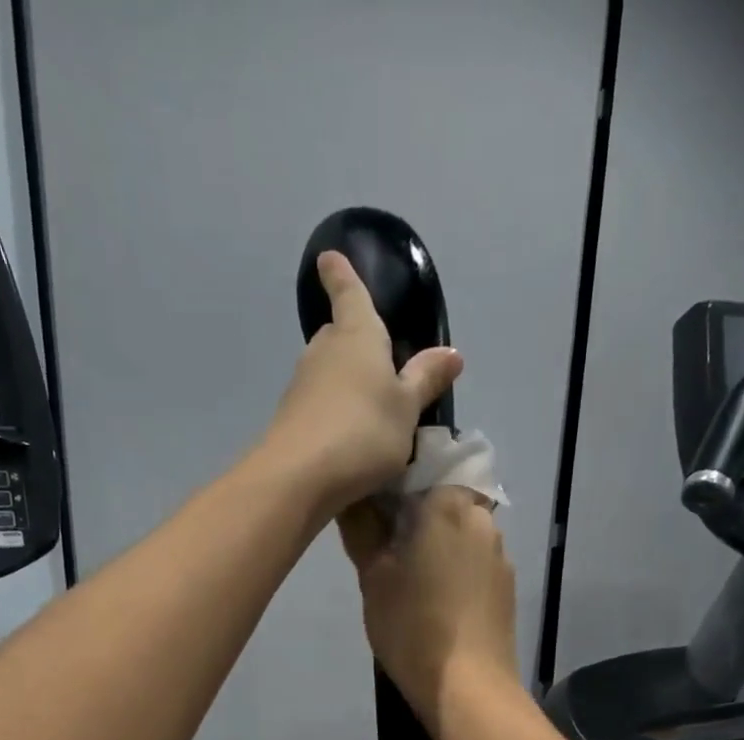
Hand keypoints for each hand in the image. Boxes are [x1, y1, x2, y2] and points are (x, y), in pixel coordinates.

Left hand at [260, 251, 463, 512]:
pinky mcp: (291, 420)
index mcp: (356, 336)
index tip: (327, 257)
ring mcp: (302, 386)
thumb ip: (426, 380)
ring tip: (369, 407)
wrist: (299, 477)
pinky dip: (334, 412)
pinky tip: (348, 437)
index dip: (341, 275)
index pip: (349, 293)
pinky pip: (319, 405)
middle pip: (338, 335)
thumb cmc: (363, 432)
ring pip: (327, 372)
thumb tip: (452, 353)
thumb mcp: (407, 409)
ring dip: (345, 382)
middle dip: (352, 340)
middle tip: (377, 358)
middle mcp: (324, 352)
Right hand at [340, 485, 519, 730]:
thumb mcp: (373, 577)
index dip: (394, 483)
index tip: (373, 509)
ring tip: (409, 578)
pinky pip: (475, 562)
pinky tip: (436, 601)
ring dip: (436, 544)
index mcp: (449, 504)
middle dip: (416, 515)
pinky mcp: (507, 587)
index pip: (422, 467)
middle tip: (385, 548)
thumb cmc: (413, 627)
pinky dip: (455, 569)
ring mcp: (500, 555)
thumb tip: (352, 495)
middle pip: (444, 499)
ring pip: (461, 532)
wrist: (469, 689)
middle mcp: (482, 519)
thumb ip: (362, 528)